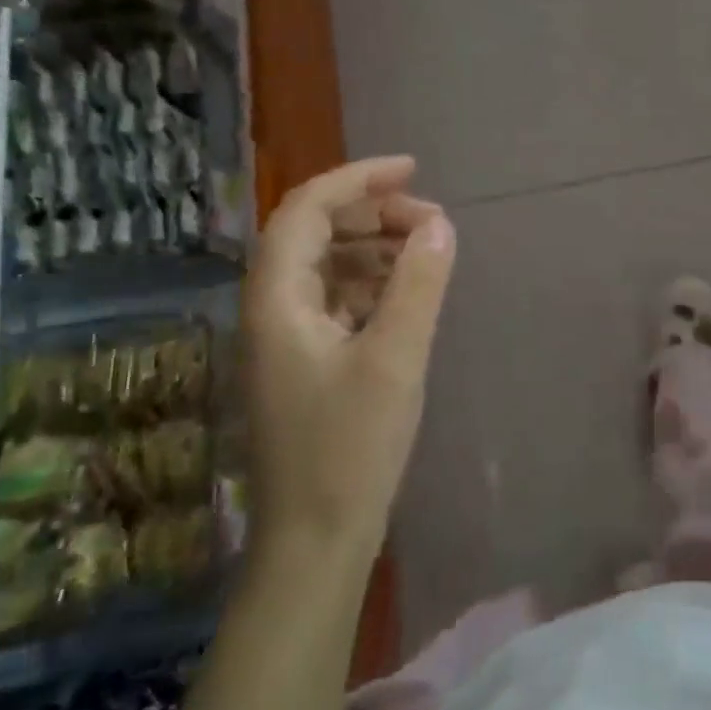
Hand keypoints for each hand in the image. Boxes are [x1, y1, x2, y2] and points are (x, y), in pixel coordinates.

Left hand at [243, 156, 455, 565]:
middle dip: (372, 214)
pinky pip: (336, 300)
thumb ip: (418, 285)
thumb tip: (439, 224)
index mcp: (277, 299)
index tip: (414, 170)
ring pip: (326, 266)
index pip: (306, 209)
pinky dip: (371, 284)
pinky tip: (406, 295)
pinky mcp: (306, 364)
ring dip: (374, 248)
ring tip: (427, 252)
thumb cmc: (350, 448)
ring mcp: (286, 339)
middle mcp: (271, 309)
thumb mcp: (395, 359)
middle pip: (313, 233)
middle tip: (431, 220)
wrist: (316, 540)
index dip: (358, 180)